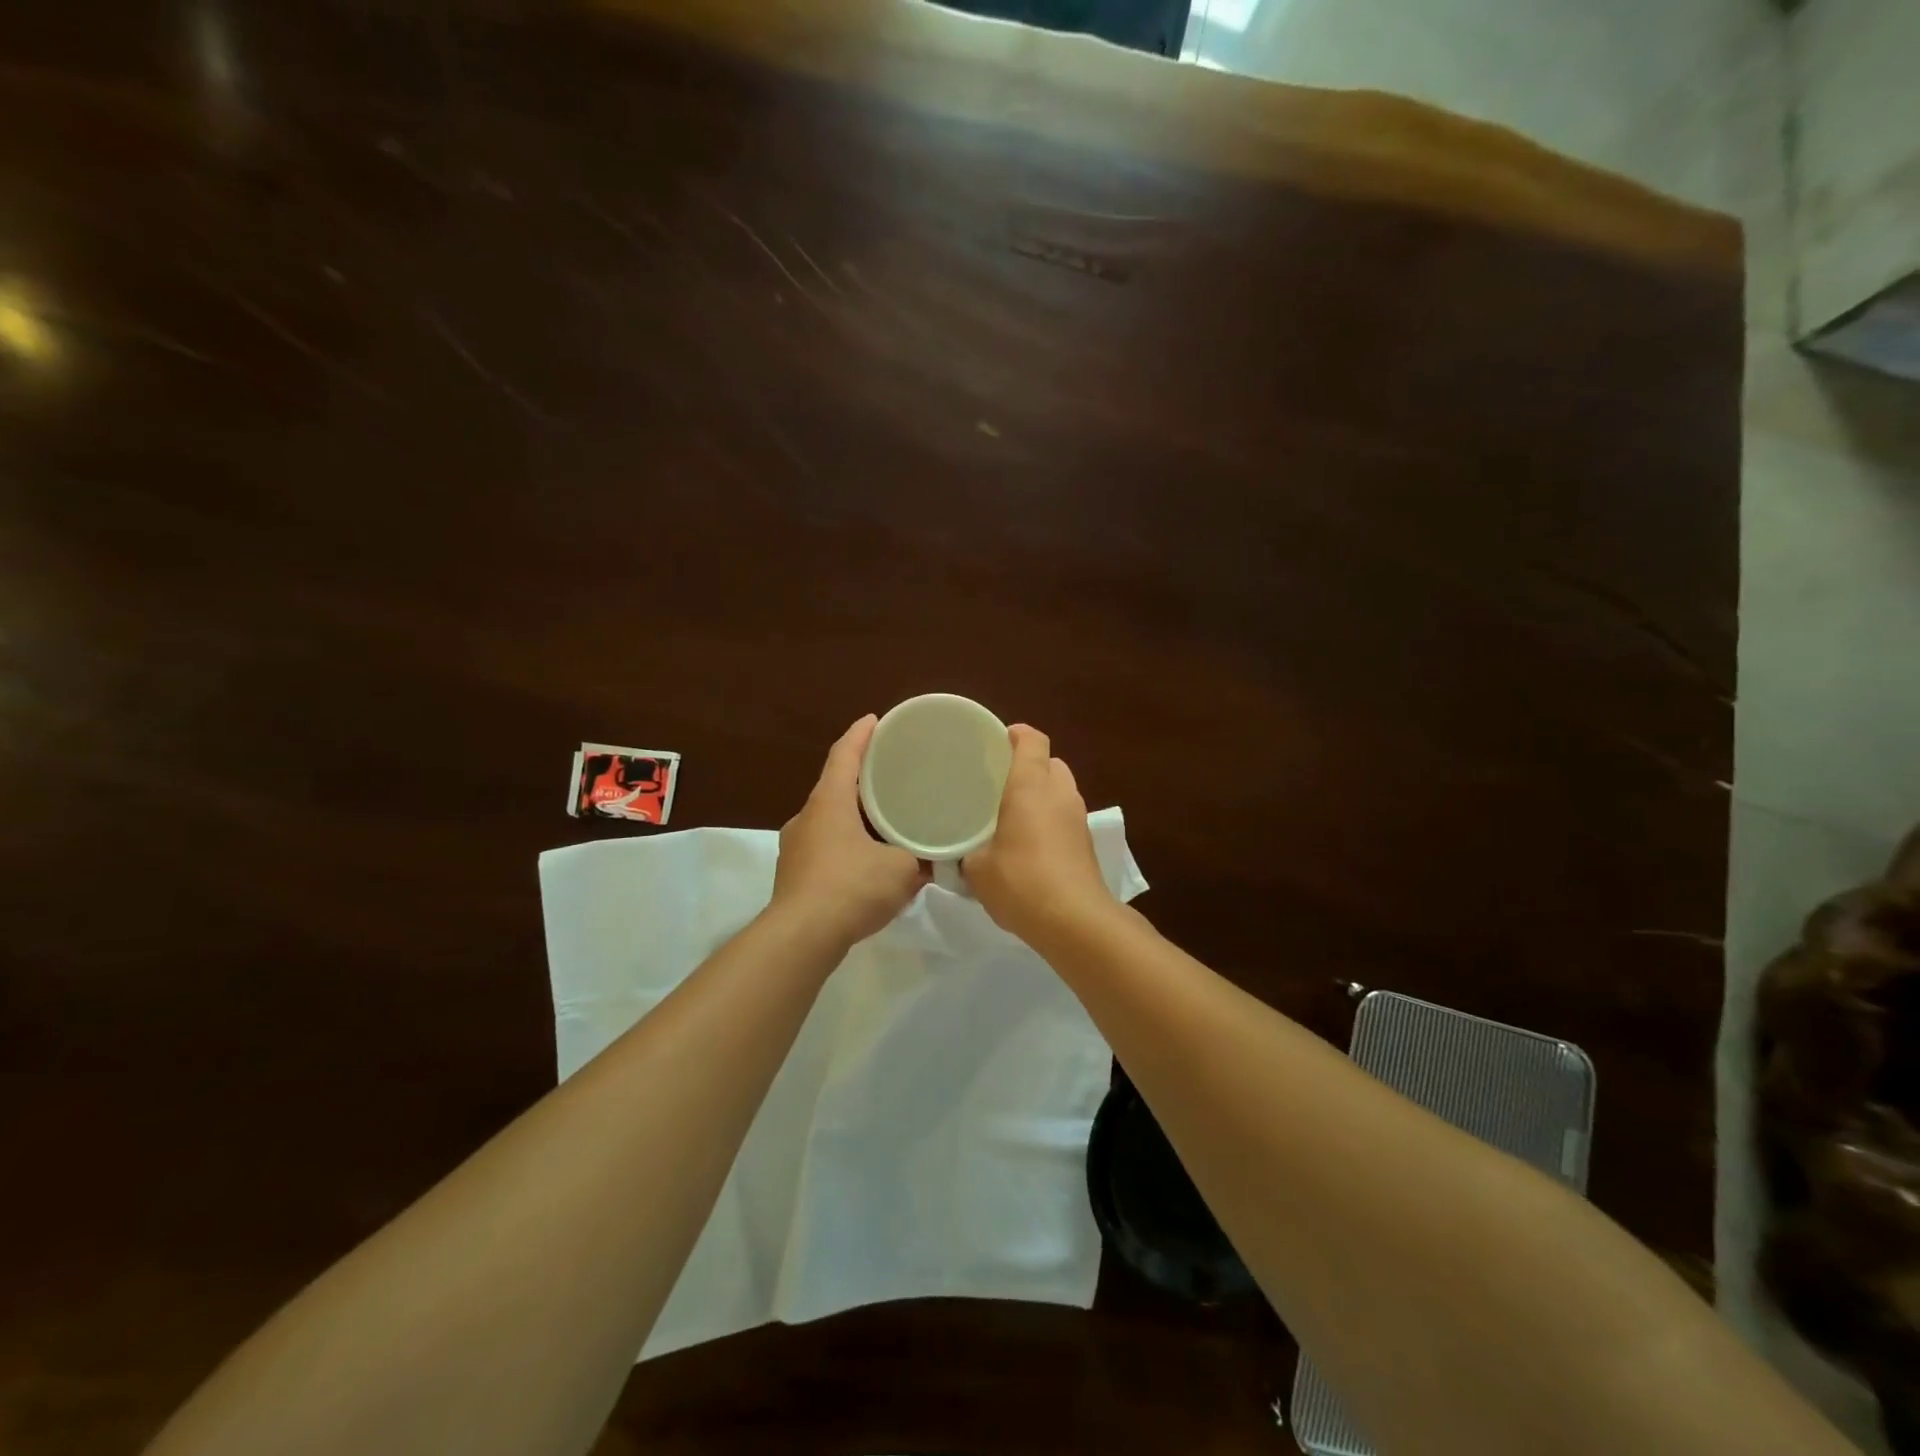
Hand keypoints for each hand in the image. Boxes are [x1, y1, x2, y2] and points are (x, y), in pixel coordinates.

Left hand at [770, 715, 927, 948]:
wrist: (802, 937)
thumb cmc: (852, 887)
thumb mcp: (902, 870)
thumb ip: (919, 859)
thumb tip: (934, 861)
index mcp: (829, 802)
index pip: (844, 755)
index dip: (861, 735)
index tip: (875, 720)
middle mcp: (806, 817)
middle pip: (835, 787)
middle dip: (861, 780)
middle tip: (891, 777)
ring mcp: (795, 847)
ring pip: (829, 820)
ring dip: (855, 818)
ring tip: (884, 824)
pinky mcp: (794, 875)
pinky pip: (825, 848)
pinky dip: (847, 846)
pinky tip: (868, 864)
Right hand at [965, 725, 1116, 945]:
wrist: (1075, 921)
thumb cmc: (1021, 881)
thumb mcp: (976, 868)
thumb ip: (966, 852)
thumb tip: (961, 852)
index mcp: (1032, 785)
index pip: (1032, 740)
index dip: (1016, 735)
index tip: (996, 741)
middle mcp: (1060, 793)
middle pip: (1050, 762)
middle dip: (1029, 766)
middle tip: (999, 782)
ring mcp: (1079, 818)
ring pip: (1061, 790)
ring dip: (1042, 794)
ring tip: (1013, 813)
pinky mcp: (1086, 843)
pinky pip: (1066, 816)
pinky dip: (1051, 819)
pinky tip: (1030, 843)